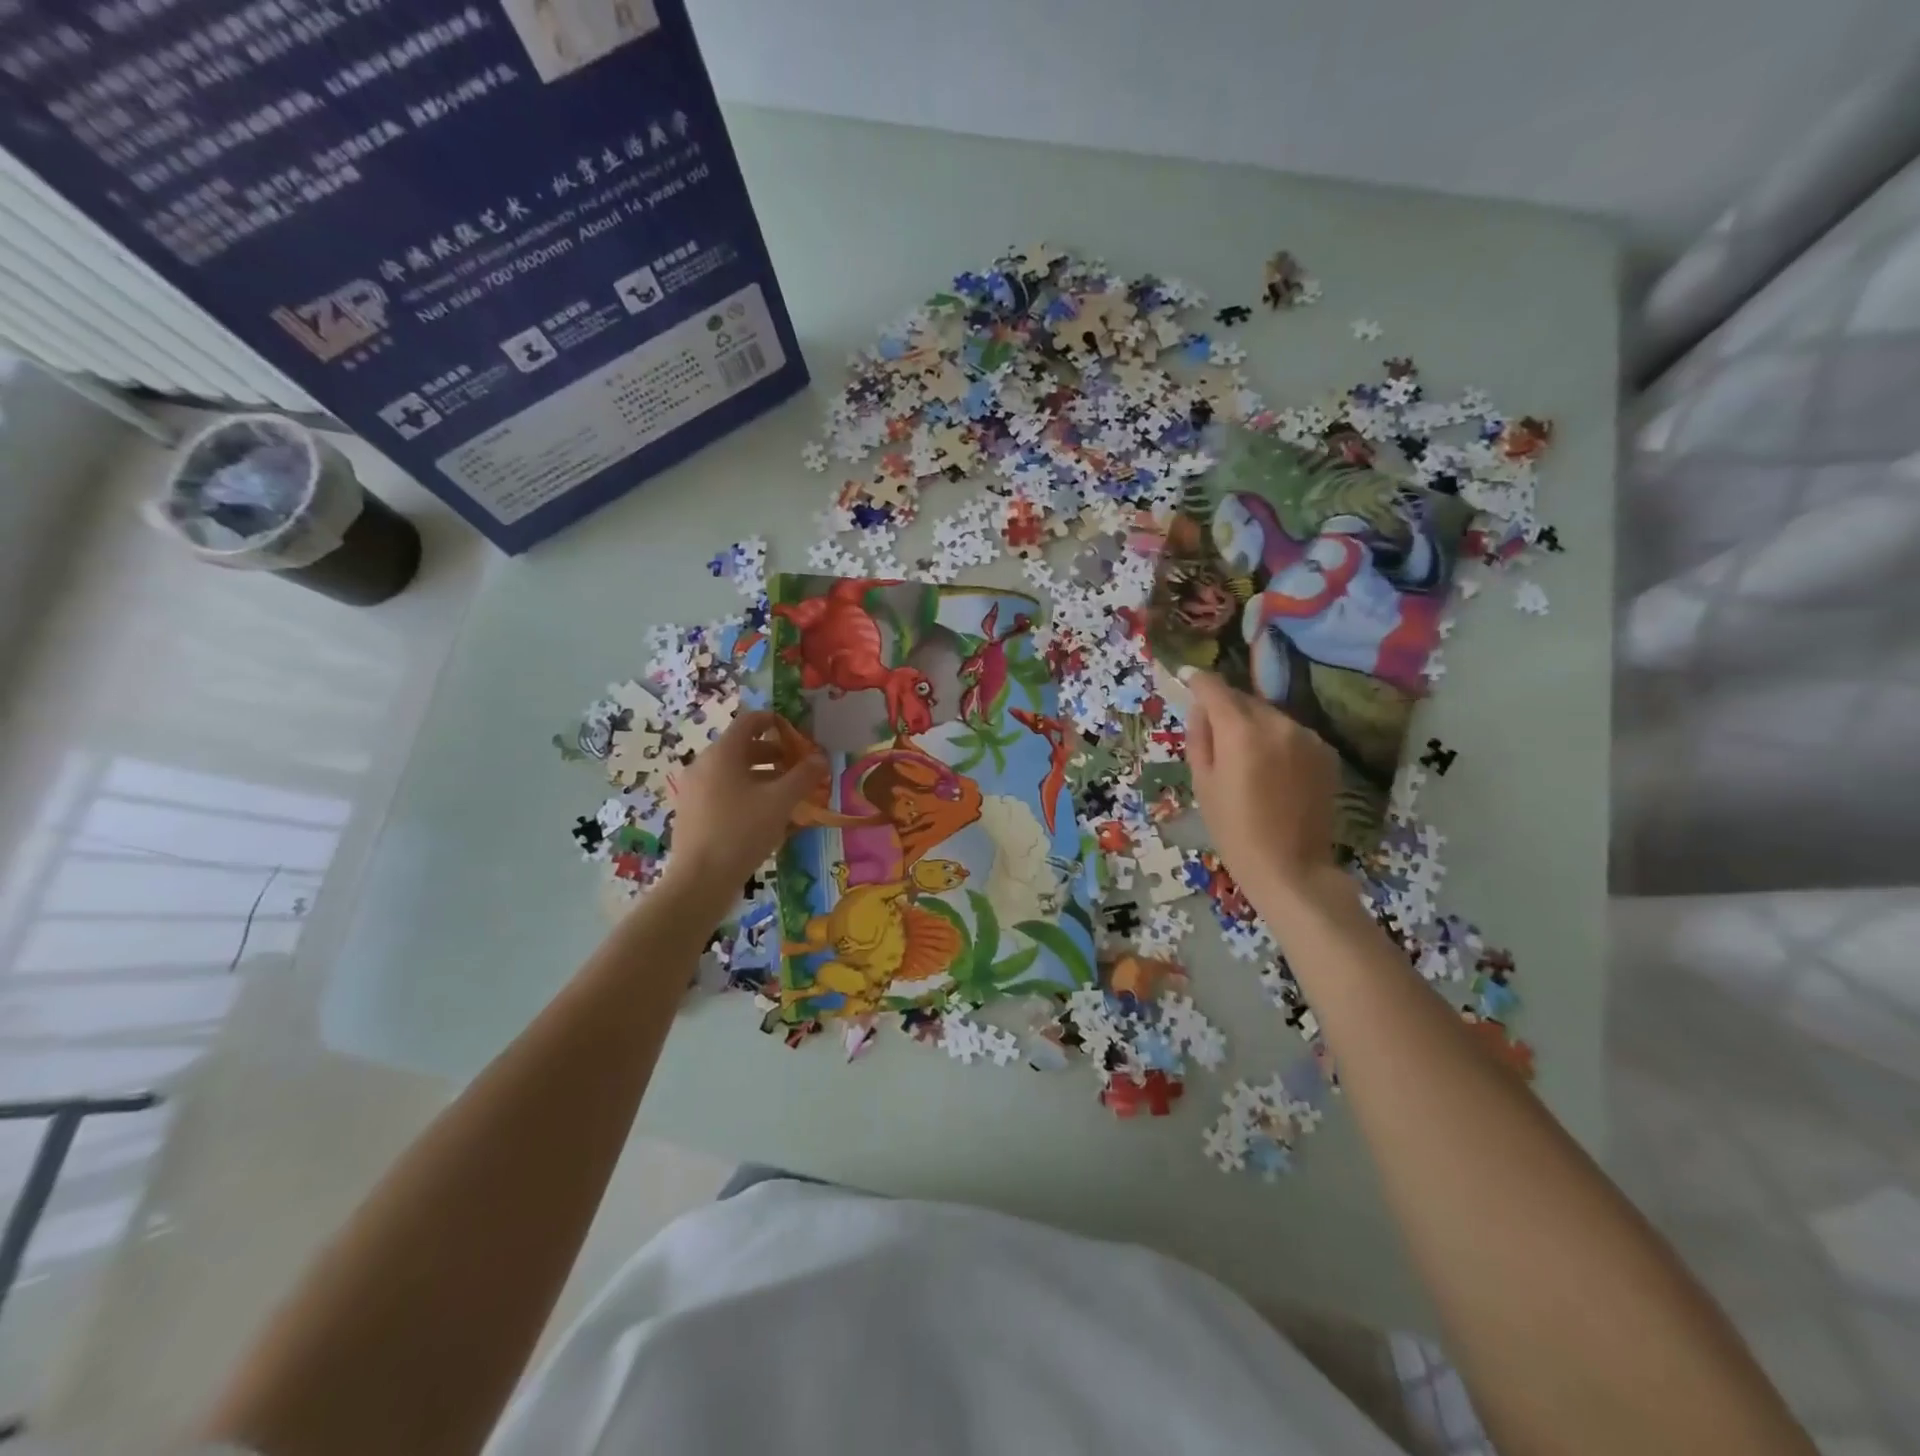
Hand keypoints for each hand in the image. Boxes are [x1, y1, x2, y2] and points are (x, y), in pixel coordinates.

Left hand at [661, 712, 825, 901]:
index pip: (749, 721)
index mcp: (722, 753)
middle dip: (774, 754)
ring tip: (788, 794)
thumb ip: (803, 776)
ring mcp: (694, 790)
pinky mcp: (692, 813)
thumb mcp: (780, 802)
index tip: (797, 734)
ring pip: (734, 772)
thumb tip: (821, 758)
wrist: (700, 881)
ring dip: (763, 776)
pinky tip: (765, 817)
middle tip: (799, 768)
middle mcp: (703, 765)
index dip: (775, 721)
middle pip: (742, 747)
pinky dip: (746, 794)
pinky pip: (724, 792)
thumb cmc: (742, 831)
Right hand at [1181, 668, 1341, 896]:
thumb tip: (1201, 710)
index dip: (1198, 682)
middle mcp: (1278, 723)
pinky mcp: (1326, 752)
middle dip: (1226, 707)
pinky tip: (1272, 770)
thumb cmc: (1234, 830)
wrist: (1291, 868)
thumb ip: (1200, 738)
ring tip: (1244, 757)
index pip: (1215, 689)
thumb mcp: (1203, 784)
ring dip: (1253, 724)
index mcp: (1241, 731)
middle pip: (1244, 700)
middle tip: (1213, 732)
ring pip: (1270, 716)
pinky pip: (1292, 734)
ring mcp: (1307, 736)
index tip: (1186, 679)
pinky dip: (1277, 740)